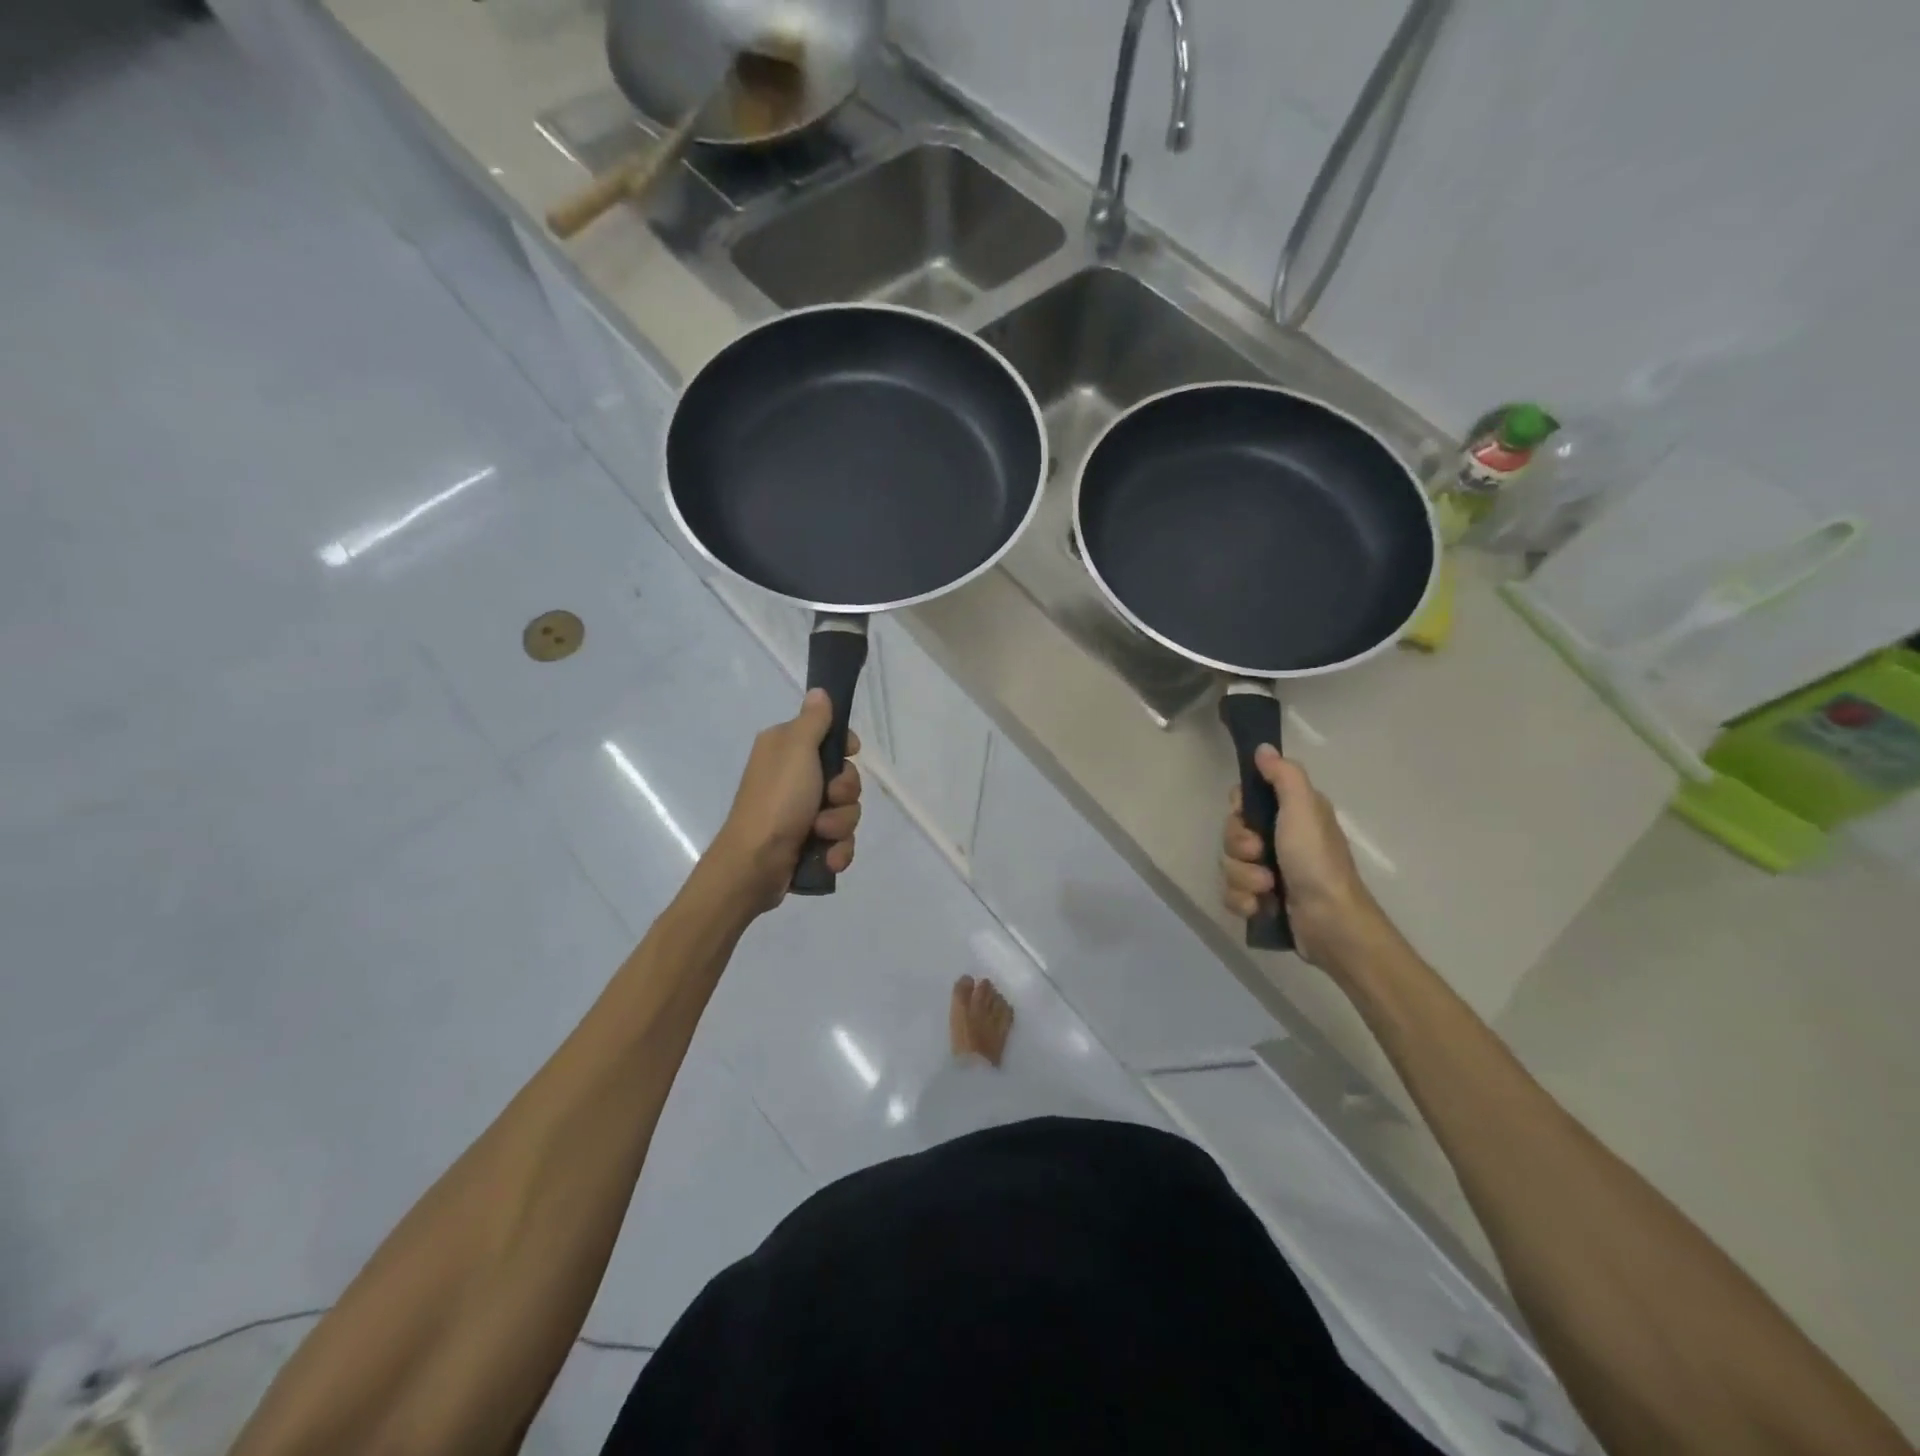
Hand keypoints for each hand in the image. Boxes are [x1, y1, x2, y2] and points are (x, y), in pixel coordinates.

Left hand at [707, 689, 861, 913]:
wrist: (754, 864)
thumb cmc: (777, 800)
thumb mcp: (796, 751)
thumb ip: (813, 721)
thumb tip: (819, 691)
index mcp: (786, 749)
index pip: (830, 737)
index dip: (845, 747)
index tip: (849, 753)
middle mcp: (793, 778)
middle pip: (845, 778)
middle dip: (845, 794)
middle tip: (828, 799)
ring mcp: (801, 813)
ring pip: (846, 812)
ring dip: (840, 825)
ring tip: (820, 834)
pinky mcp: (808, 843)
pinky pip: (840, 841)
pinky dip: (837, 850)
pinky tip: (828, 858)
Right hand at [1221, 745, 1393, 975]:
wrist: (1330, 922)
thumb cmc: (1316, 860)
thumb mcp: (1303, 808)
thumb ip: (1283, 775)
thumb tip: (1264, 747)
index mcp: (1290, 815)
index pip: (1244, 802)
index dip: (1238, 810)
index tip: (1246, 816)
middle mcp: (1279, 840)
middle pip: (1231, 834)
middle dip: (1240, 848)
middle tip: (1260, 855)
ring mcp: (1268, 872)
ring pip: (1229, 865)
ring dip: (1243, 878)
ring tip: (1267, 888)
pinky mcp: (1262, 900)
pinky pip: (1232, 893)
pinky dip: (1243, 901)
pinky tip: (1260, 907)